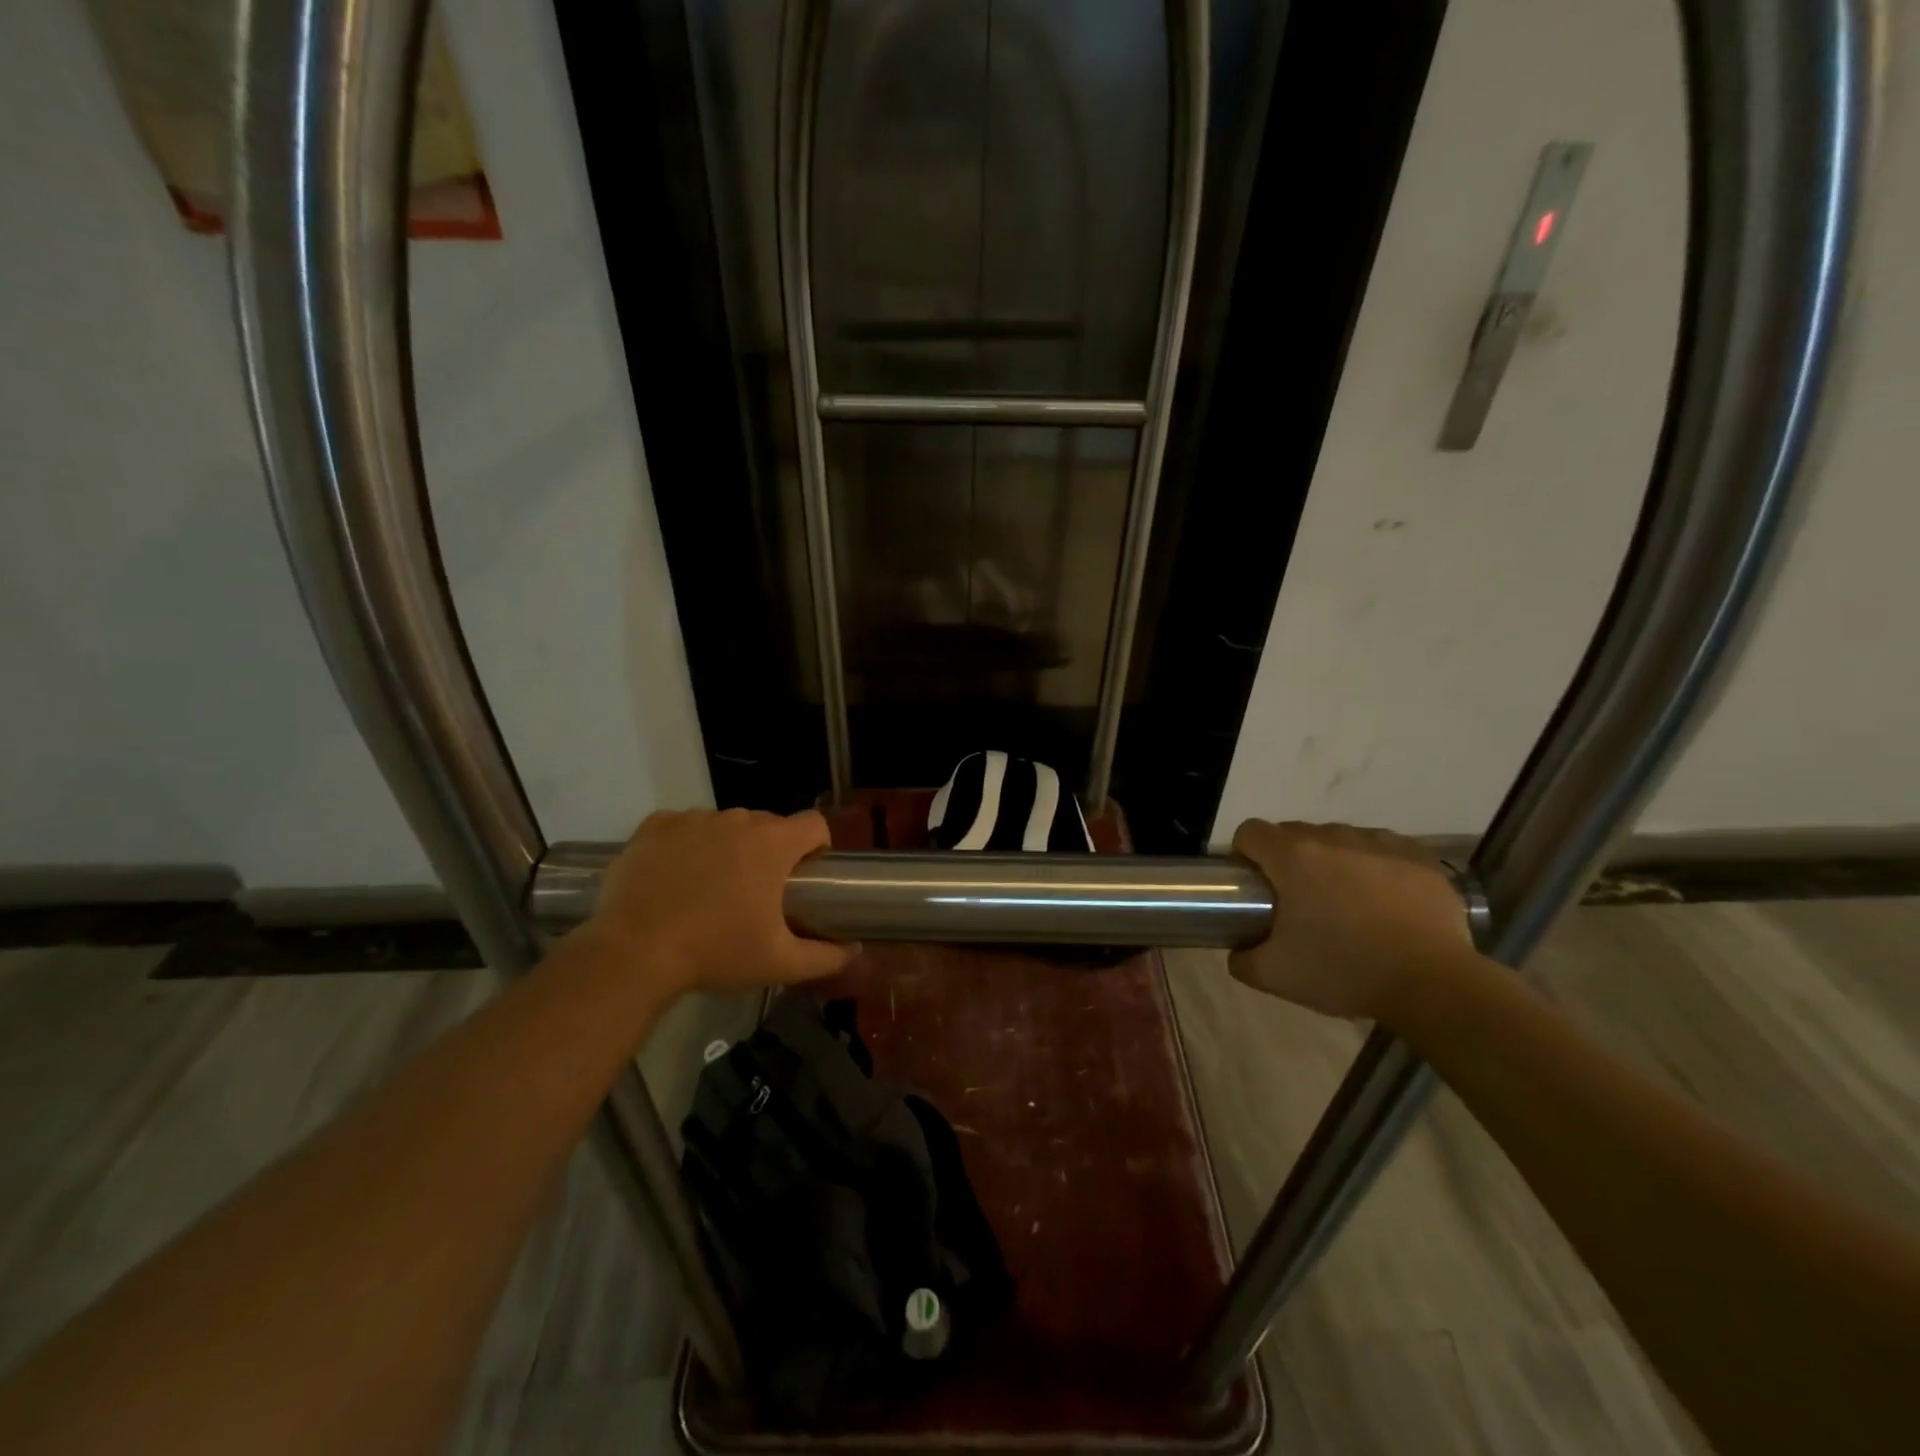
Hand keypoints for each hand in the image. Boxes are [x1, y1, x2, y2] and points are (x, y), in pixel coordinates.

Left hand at [588, 808, 855, 996]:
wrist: (634, 953)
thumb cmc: (716, 952)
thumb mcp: (779, 962)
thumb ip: (825, 957)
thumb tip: (854, 953)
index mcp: (773, 843)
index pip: (814, 824)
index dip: (817, 846)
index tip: (805, 875)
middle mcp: (737, 819)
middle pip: (768, 825)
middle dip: (769, 852)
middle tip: (755, 894)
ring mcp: (693, 818)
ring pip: (724, 826)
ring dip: (727, 847)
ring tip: (709, 889)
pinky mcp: (654, 826)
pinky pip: (683, 825)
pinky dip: (686, 844)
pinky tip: (675, 876)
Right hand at [1227, 820, 1471, 1020]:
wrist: (1434, 984)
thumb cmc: (1345, 970)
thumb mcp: (1276, 976)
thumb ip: (1243, 959)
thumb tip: (1239, 950)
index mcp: (1292, 857)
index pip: (1250, 832)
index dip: (1244, 854)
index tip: (1253, 884)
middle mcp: (1333, 837)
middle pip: (1294, 834)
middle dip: (1288, 861)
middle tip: (1298, 903)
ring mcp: (1379, 843)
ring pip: (1340, 839)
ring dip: (1332, 861)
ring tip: (1346, 903)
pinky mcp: (1419, 857)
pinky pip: (1382, 850)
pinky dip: (1374, 867)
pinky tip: (1384, 902)